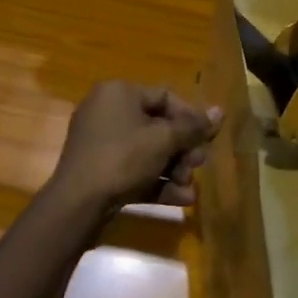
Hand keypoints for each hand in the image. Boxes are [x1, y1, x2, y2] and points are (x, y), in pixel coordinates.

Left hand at [49, 82, 223, 215]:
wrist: (77, 204)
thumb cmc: (123, 158)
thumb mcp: (164, 140)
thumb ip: (193, 127)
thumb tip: (220, 111)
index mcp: (119, 93)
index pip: (165, 97)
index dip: (191, 118)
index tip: (208, 139)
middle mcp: (107, 112)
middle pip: (158, 126)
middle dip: (183, 150)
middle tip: (198, 166)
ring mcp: (100, 143)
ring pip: (148, 152)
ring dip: (174, 170)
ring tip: (188, 188)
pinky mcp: (99, 171)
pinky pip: (134, 170)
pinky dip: (156, 182)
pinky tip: (180, 199)